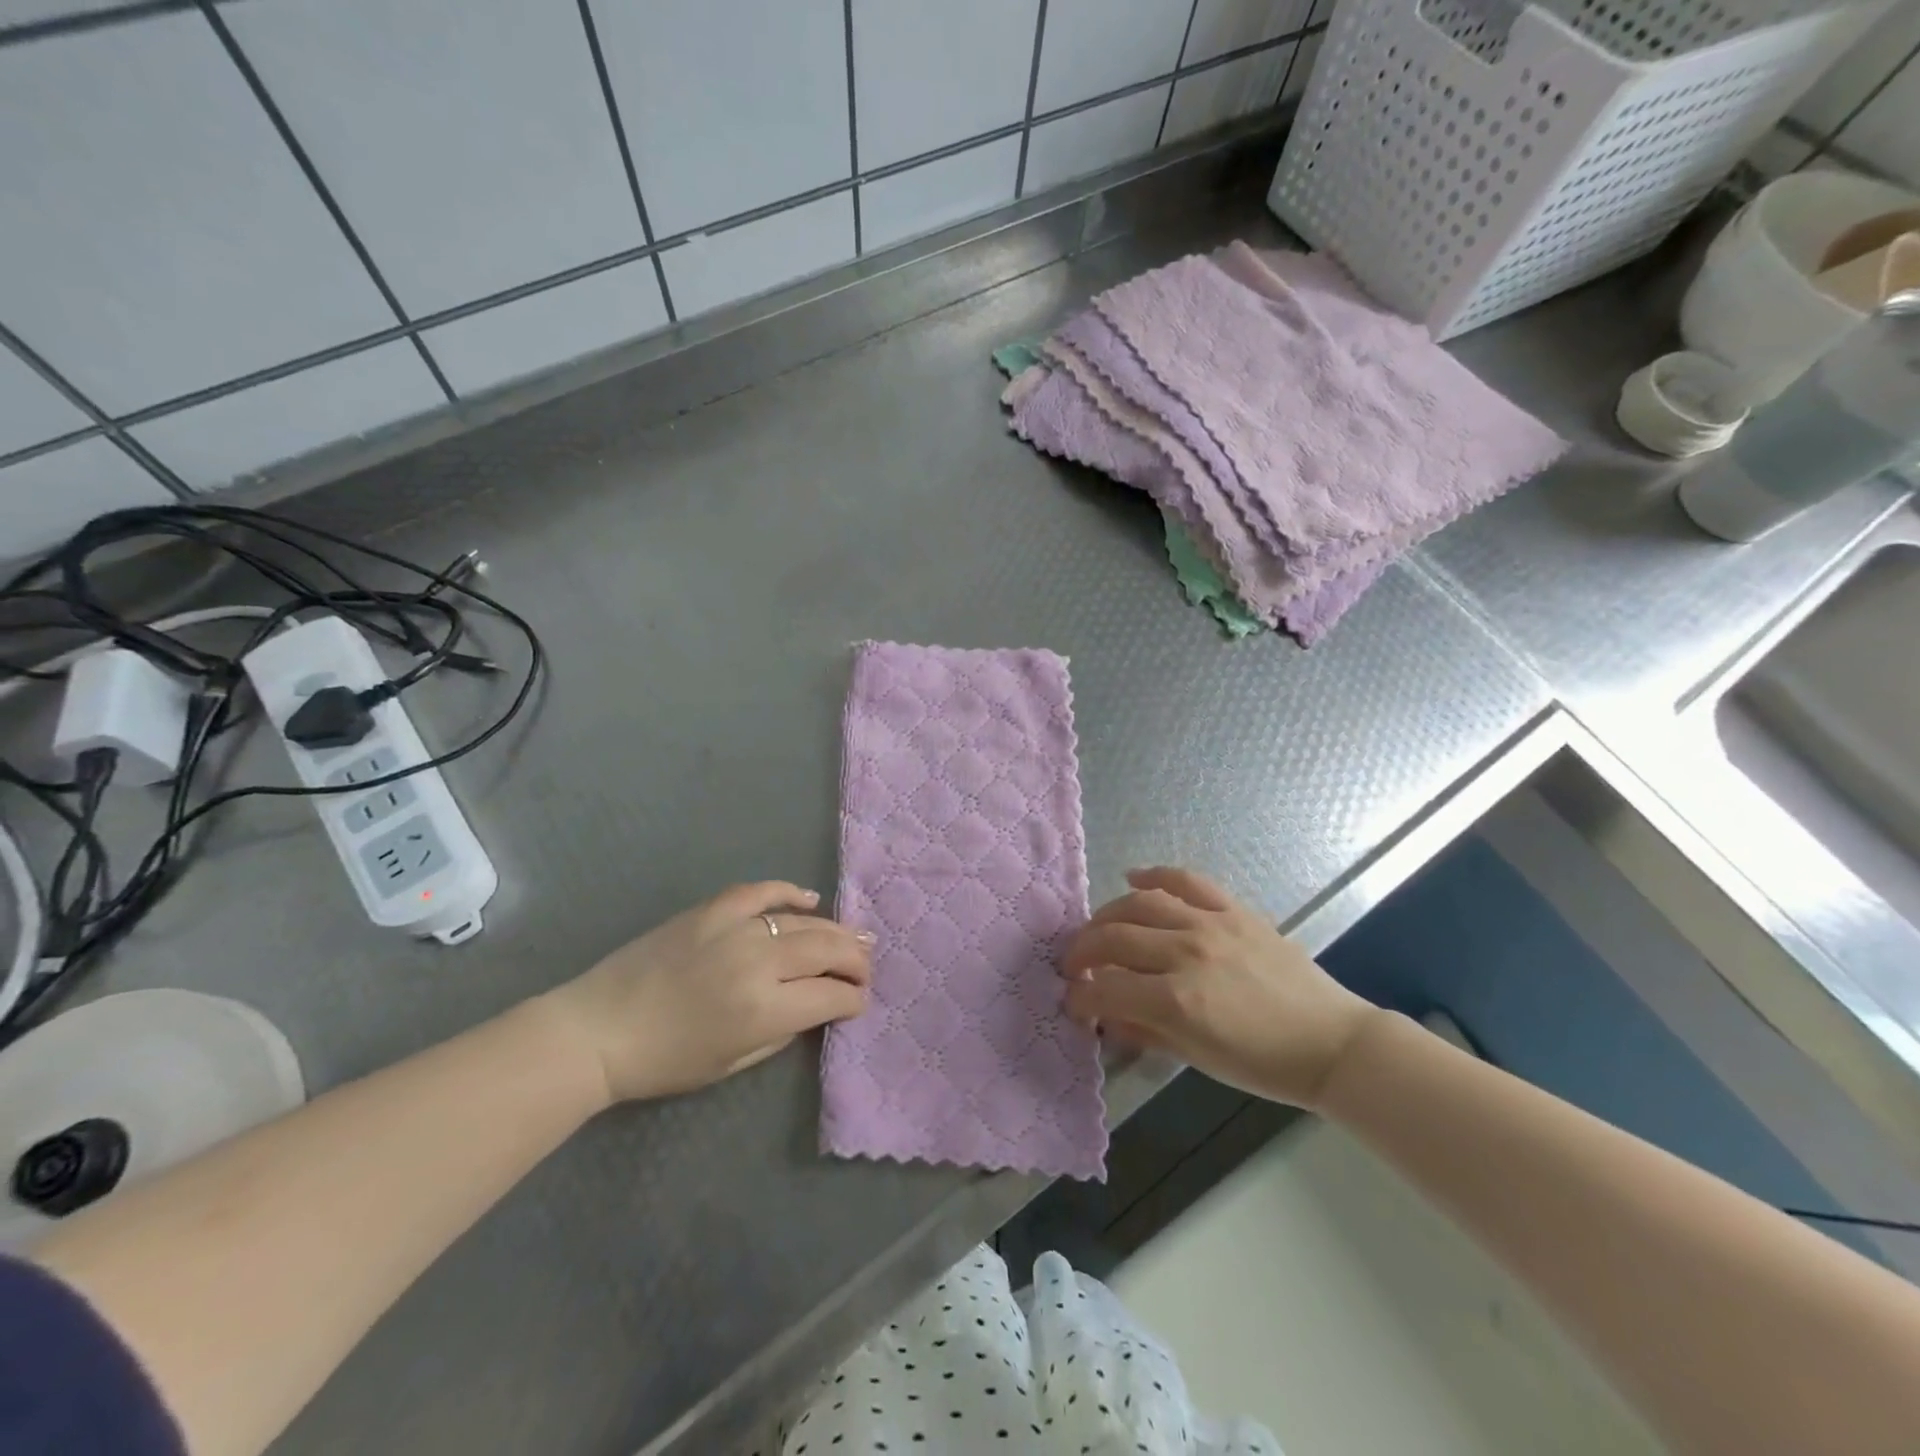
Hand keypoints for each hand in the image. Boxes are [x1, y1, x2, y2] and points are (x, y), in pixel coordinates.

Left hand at [539, 882, 872, 1102]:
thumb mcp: (732, 1063)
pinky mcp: (712, 910)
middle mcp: (758, 962)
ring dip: (835, 930)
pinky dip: (789, 892)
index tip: (860, 1002)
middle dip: (856, 960)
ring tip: (853, 937)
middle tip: (866, 967)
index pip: (831, 996)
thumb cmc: (664, 1061)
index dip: (854, 999)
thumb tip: (813, 1005)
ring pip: (803, 920)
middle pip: (827, 950)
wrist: (597, 1030)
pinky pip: (762, 891)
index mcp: (764, 1009)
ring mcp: (734, 928)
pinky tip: (809, 900)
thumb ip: (782, 1031)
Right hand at [1060, 867, 1379, 1108]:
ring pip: (1139, 904)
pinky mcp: (1233, 910)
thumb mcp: (1196, 1058)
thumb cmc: (1263, 1064)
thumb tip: (1104, 1015)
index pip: (1105, 988)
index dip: (1079, 997)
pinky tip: (1133, 877)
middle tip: (1074, 966)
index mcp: (1177, 1001)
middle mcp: (1186, 953)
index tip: (1073, 1002)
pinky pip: (1186, 880)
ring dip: (1107, 915)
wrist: (1330, 1043)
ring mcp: (1211, 925)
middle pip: (1113, 938)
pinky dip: (1155, 874)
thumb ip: (1143, 1030)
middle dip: (1081, 951)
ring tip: (1097, 930)